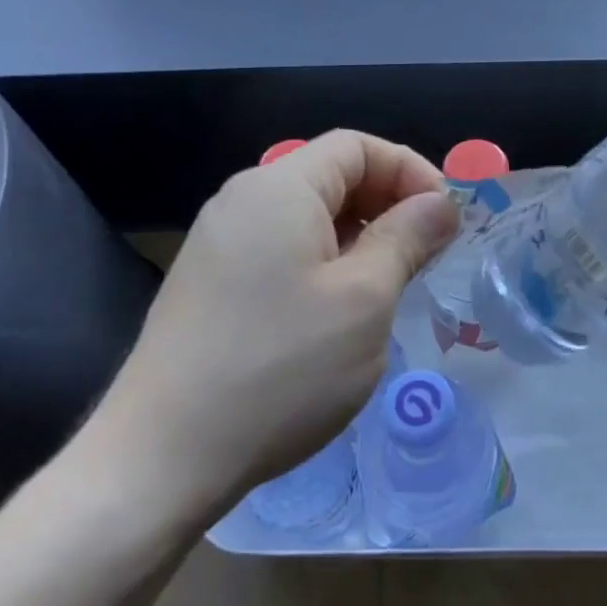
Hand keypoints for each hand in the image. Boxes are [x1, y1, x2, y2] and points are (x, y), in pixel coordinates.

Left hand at [81, 131, 458, 525]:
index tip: (445, 218)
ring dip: (360, 235)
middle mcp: (243, 200)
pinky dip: (325, 260)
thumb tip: (441, 203)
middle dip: (388, 203)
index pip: (357, 146)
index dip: (410, 170)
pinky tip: (341, 308)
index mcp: (279, 188)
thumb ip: (407, 238)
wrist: (161, 459)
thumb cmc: (281, 370)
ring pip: (309, 215)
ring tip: (392, 282)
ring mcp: (220, 242)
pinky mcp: (211, 282)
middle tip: (427, 253)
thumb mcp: (365, 300)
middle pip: (332, 175)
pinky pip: (282, 247)